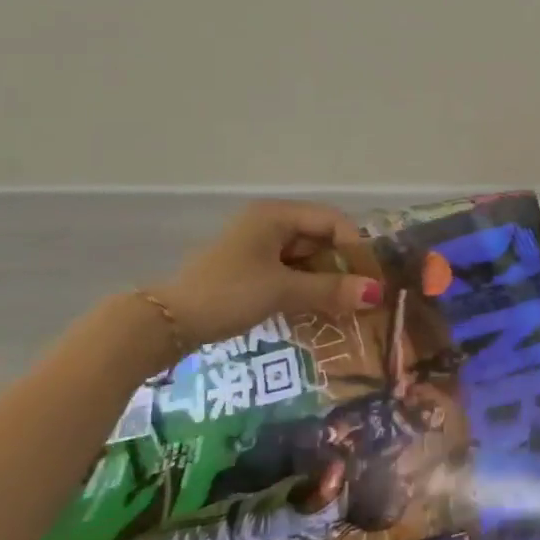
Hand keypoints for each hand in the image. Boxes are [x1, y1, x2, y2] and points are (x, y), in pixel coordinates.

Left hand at [153, 200, 381, 351]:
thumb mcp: (283, 291)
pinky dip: (305, 288)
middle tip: (360, 297)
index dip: (356, 248)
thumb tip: (377, 293)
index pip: (333, 221)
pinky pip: (289, 272)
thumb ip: (331, 290)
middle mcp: (268, 223)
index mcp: (276, 215)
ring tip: (342, 307)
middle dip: (342, 267)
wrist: (163, 325)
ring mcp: (256, 246)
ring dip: (324, 281)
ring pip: (305, 258)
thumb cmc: (228, 294)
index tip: (370, 280)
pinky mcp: (247, 270)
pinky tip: (316, 309)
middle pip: (320, 238)